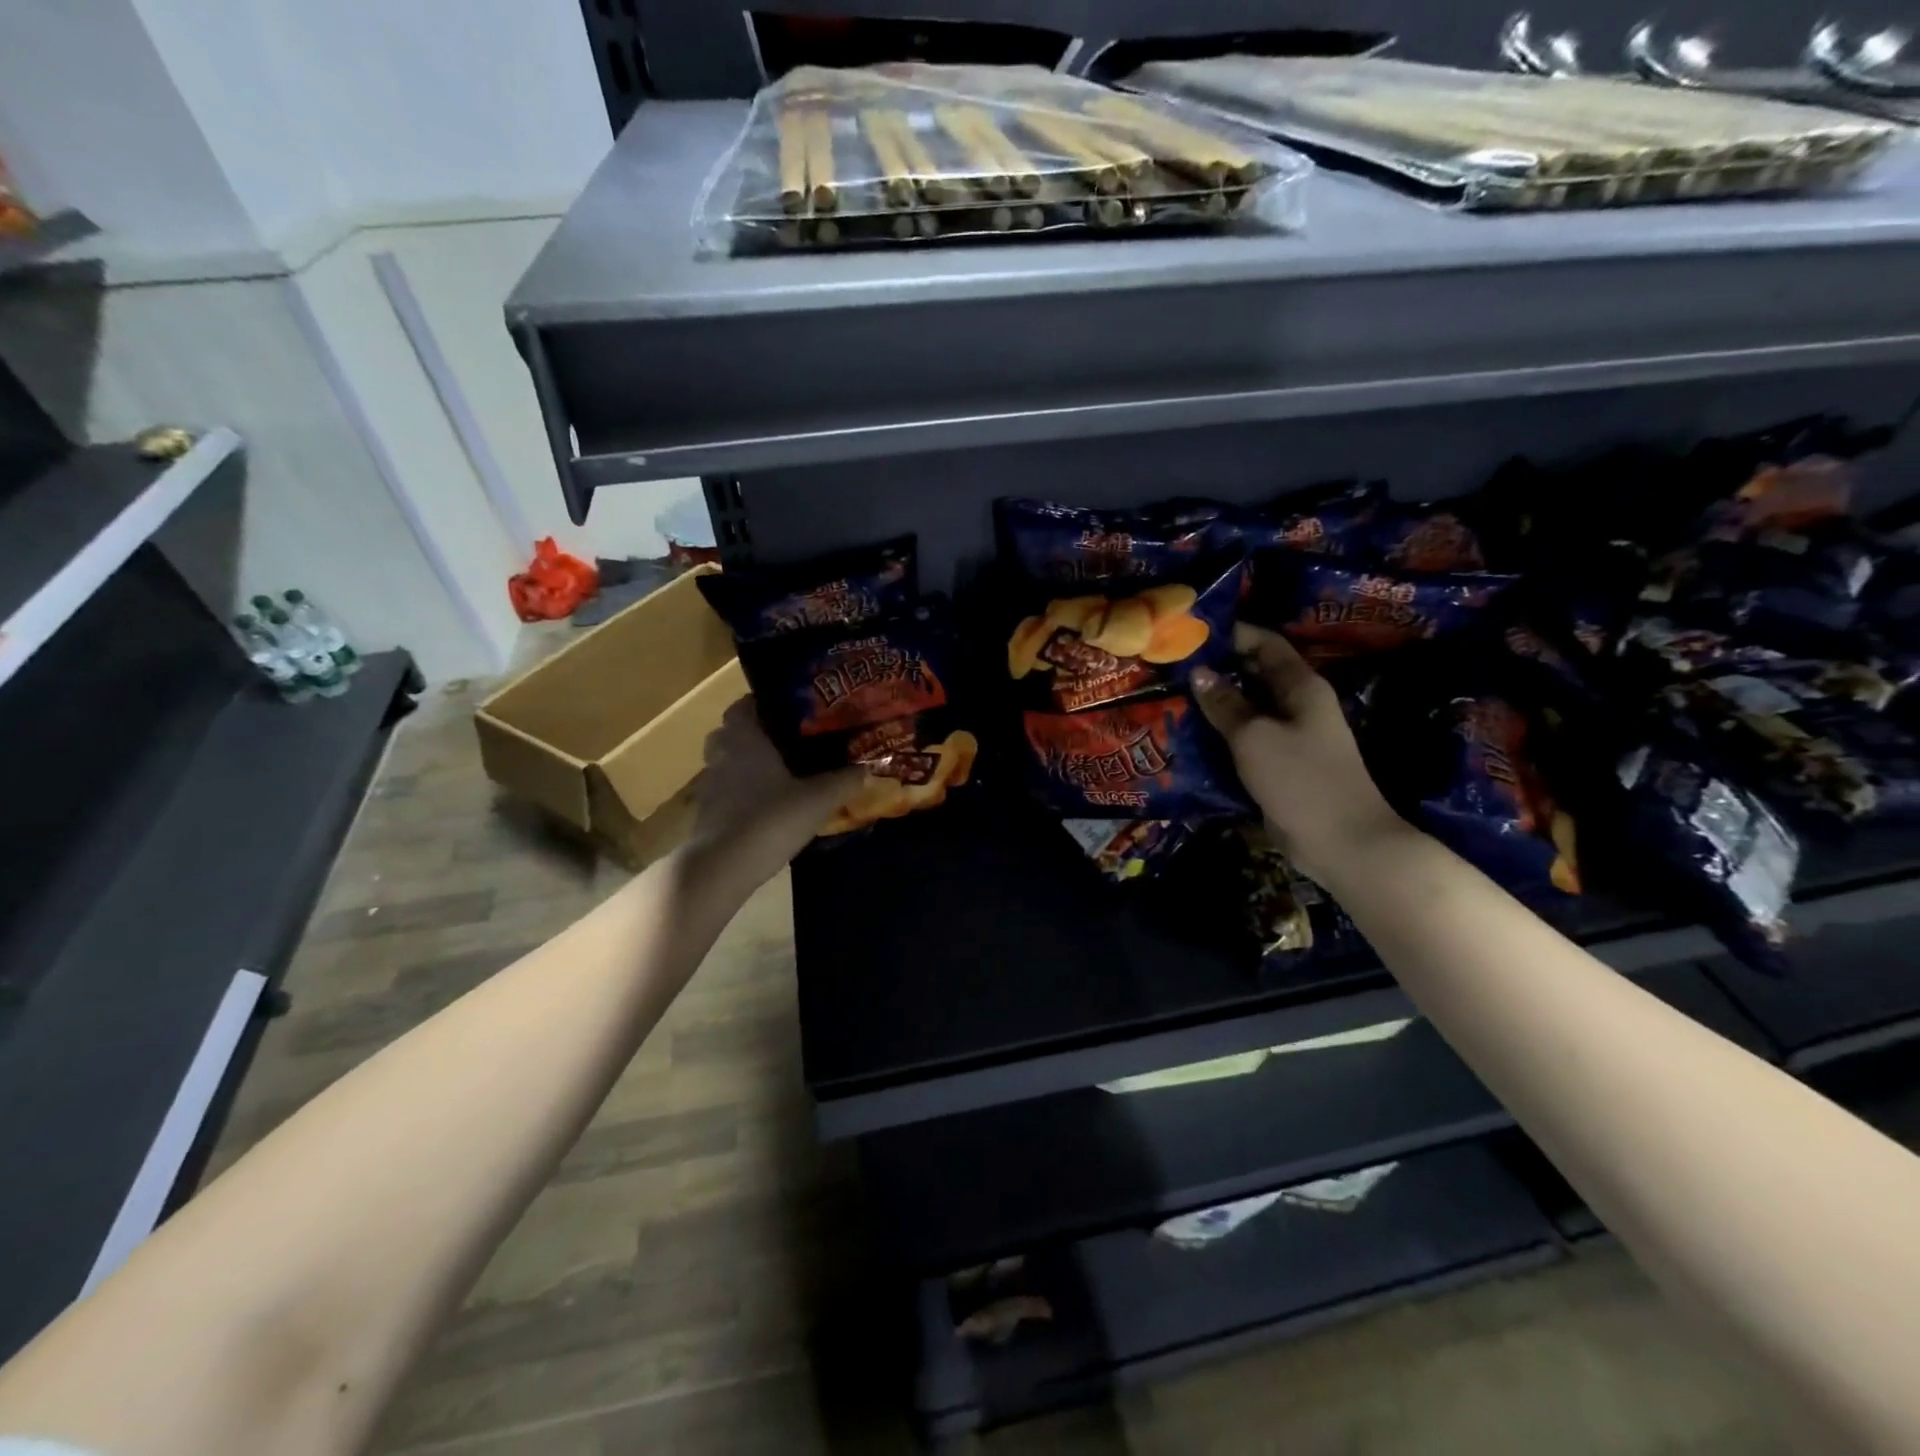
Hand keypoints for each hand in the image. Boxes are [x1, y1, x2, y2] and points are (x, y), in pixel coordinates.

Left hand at [688, 699, 860, 888]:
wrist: (722, 867)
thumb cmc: (769, 818)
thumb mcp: (818, 799)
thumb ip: (844, 781)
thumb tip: (869, 767)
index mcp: (744, 737)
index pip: (744, 704)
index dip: (765, 703)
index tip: (791, 711)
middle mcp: (722, 753)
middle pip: (734, 732)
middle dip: (758, 735)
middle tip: (789, 742)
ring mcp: (710, 784)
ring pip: (729, 762)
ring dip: (749, 765)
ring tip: (782, 774)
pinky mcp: (707, 813)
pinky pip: (727, 791)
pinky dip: (744, 793)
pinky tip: (769, 806)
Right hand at [1191, 624, 1405, 881]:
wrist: (1342, 842)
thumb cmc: (1301, 779)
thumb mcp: (1255, 736)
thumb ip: (1225, 703)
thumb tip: (1199, 671)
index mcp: (1302, 686)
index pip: (1265, 644)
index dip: (1231, 633)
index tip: (1190, 632)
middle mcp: (1298, 705)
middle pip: (1255, 675)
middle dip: (1217, 669)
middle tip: (1171, 666)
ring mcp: (1291, 737)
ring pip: (1248, 709)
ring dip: (1215, 704)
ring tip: (1172, 696)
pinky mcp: (1281, 766)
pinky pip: (1247, 740)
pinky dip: (1221, 734)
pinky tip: (1190, 735)